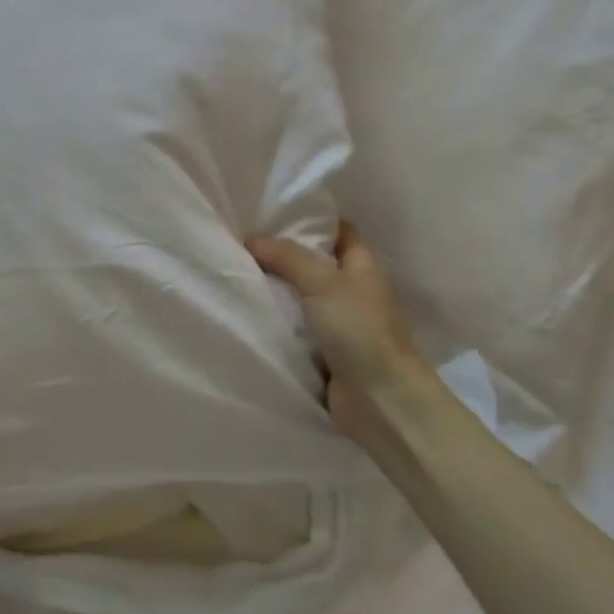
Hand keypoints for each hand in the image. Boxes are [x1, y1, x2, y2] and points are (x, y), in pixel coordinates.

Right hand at [248, 223, 431, 447]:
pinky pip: (293, 327)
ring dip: (274, 289)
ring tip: (233, 270)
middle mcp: (350, 289)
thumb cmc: (359, 330)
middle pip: (312, 262)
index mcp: (361, 265)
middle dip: (281, 254)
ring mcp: (337, 322)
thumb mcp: (322, 281)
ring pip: (299, 296)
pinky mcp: (322, 351)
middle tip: (240, 240)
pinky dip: (274, 321)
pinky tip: (244, 311)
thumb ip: (286, 256)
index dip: (310, 219)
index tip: (271, 212)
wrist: (380, 401)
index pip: (337, 230)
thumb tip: (251, 239)